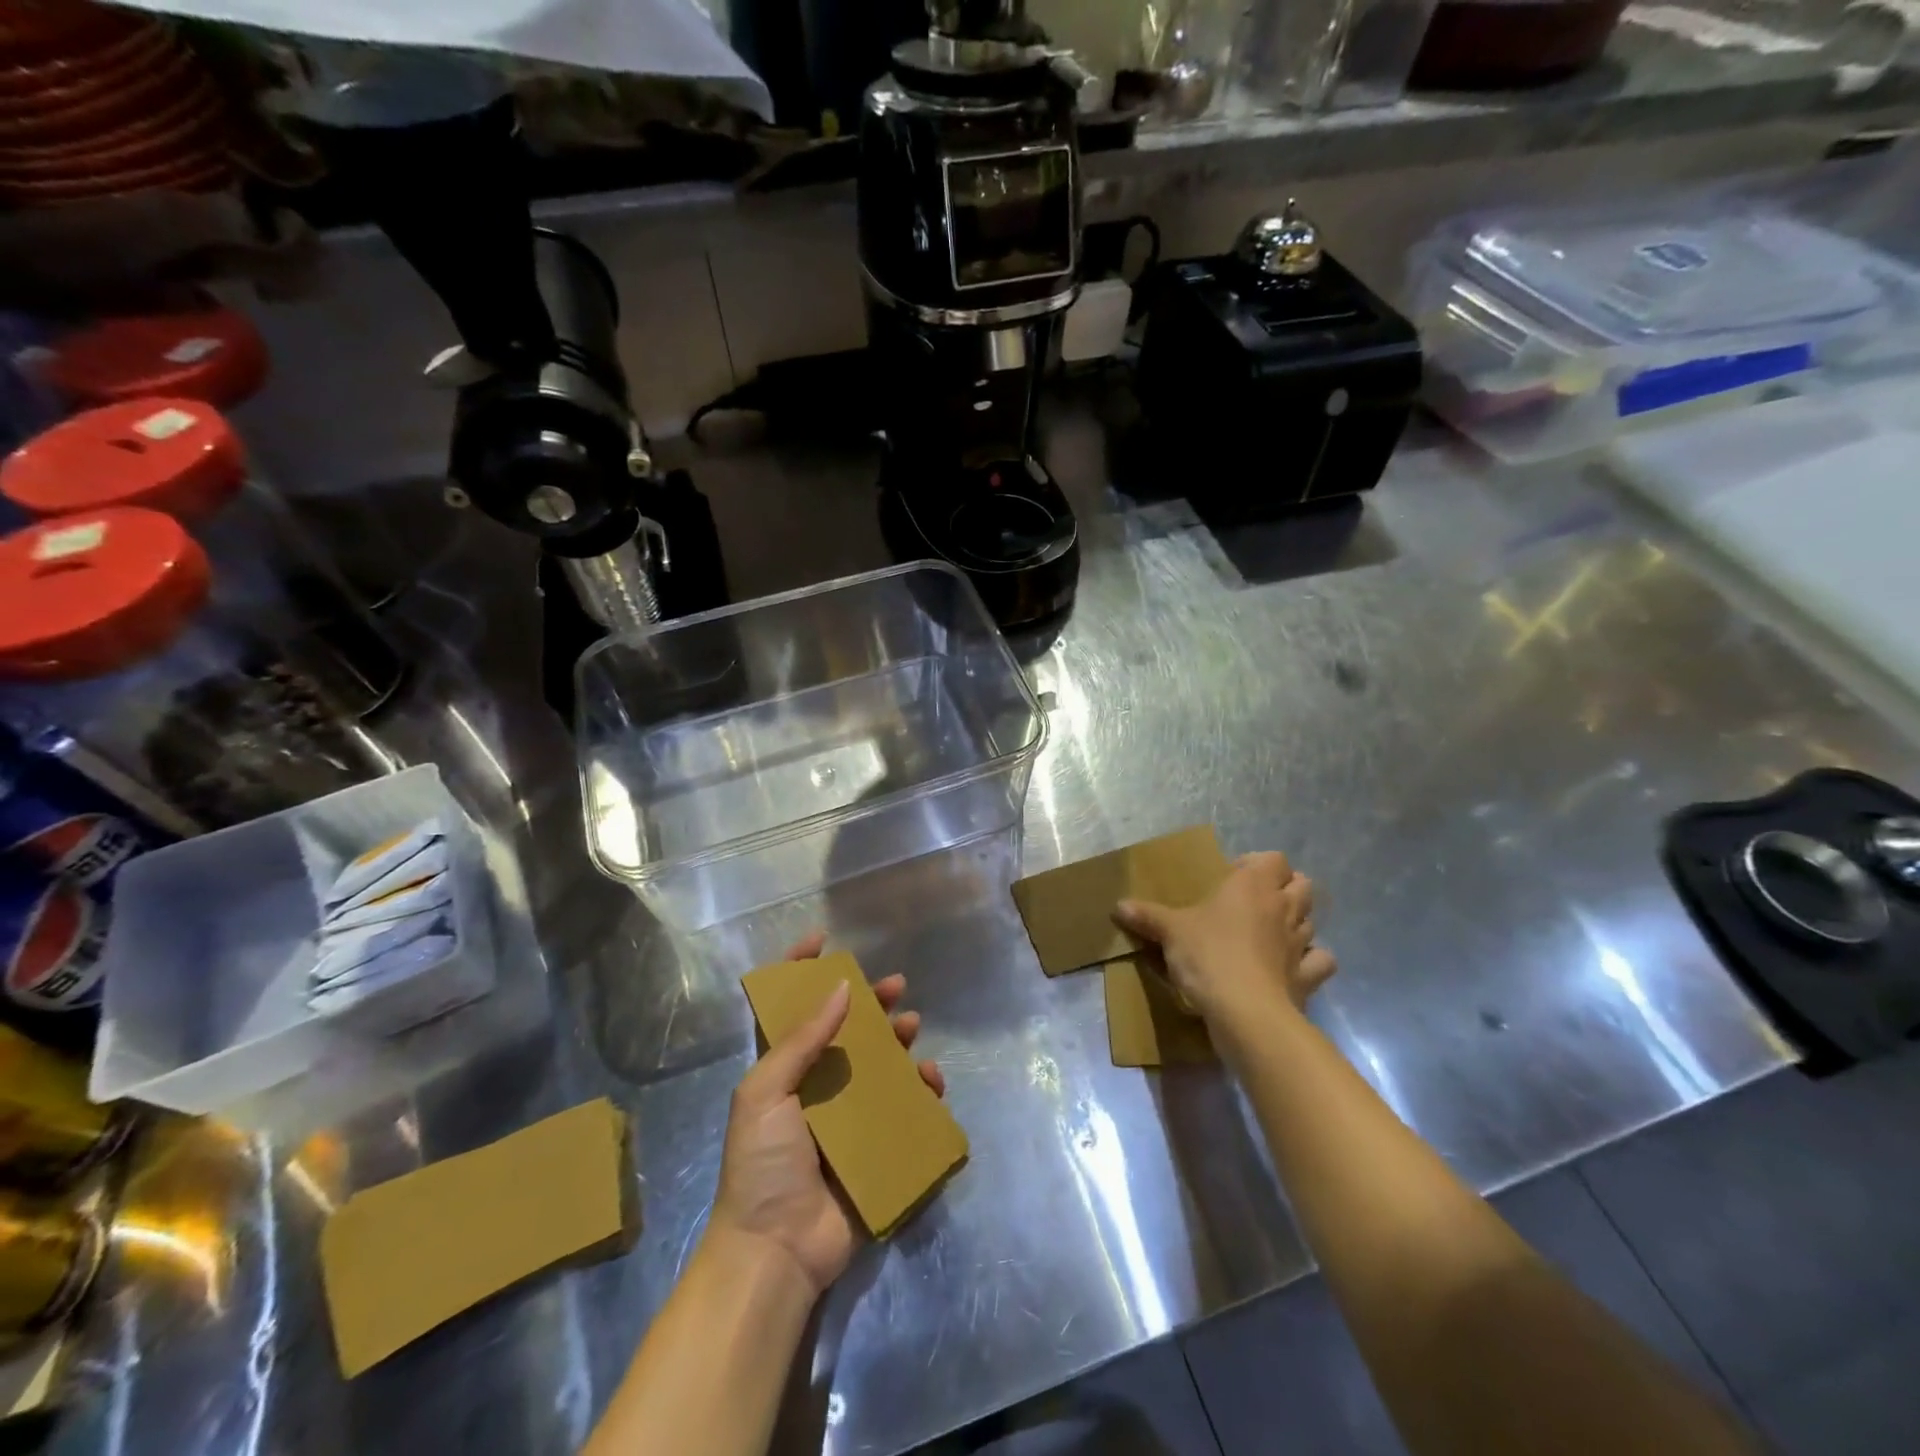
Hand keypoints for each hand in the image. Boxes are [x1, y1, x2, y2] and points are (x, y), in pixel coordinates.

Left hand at [707, 932, 945, 1297]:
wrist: (777, 1251)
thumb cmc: (761, 1165)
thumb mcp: (765, 1093)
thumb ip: (801, 1041)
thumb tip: (840, 988)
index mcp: (784, 1072)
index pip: (791, 1011)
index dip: (800, 972)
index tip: (822, 941)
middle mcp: (818, 1087)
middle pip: (848, 1031)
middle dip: (871, 1003)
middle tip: (896, 986)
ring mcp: (849, 1117)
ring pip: (882, 1064)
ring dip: (900, 1041)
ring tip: (912, 1028)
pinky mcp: (876, 1146)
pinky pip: (906, 1109)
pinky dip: (922, 1091)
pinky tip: (931, 1080)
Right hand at [1113, 851, 1335, 1029]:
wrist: (1245, 1012)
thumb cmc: (1208, 956)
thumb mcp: (1170, 932)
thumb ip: (1147, 916)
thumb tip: (1118, 906)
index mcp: (1253, 886)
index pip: (1273, 859)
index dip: (1257, 864)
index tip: (1232, 878)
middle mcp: (1283, 908)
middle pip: (1302, 884)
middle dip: (1286, 888)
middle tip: (1255, 902)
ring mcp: (1300, 943)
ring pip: (1312, 921)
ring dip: (1296, 922)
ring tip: (1271, 933)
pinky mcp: (1308, 977)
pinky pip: (1320, 962)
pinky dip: (1310, 962)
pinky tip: (1292, 967)